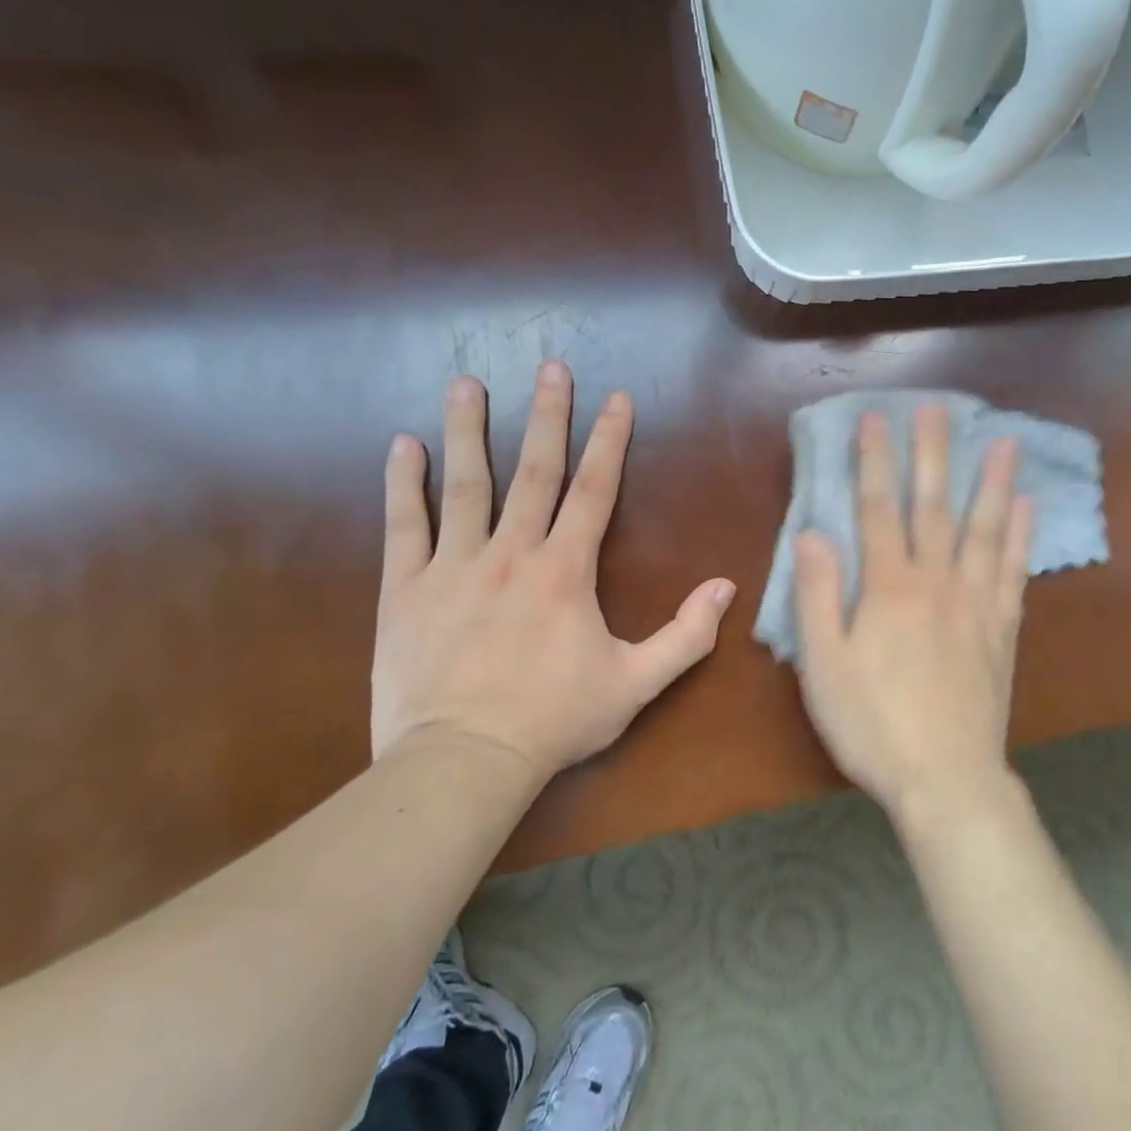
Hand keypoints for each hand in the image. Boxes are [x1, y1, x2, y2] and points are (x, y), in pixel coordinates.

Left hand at [371, 365, 736, 780]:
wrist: (464, 762)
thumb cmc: (555, 721)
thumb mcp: (636, 684)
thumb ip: (686, 635)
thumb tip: (727, 586)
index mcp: (566, 571)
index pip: (594, 490)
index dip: (608, 441)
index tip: (616, 398)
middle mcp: (513, 553)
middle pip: (535, 471)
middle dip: (548, 416)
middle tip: (551, 368)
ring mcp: (455, 567)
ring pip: (465, 485)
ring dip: (469, 430)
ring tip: (467, 383)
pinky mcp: (406, 590)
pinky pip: (405, 526)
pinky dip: (403, 484)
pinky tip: (403, 446)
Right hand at [793, 406, 1034, 819]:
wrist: (947, 781)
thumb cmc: (873, 726)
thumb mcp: (824, 666)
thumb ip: (817, 596)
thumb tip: (811, 533)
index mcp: (889, 588)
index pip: (878, 510)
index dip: (875, 462)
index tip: (877, 418)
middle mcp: (936, 582)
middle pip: (934, 506)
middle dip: (932, 454)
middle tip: (938, 408)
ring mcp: (976, 604)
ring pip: (984, 530)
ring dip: (991, 482)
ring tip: (1003, 441)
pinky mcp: (1002, 630)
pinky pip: (1013, 572)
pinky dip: (1019, 536)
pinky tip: (1027, 508)